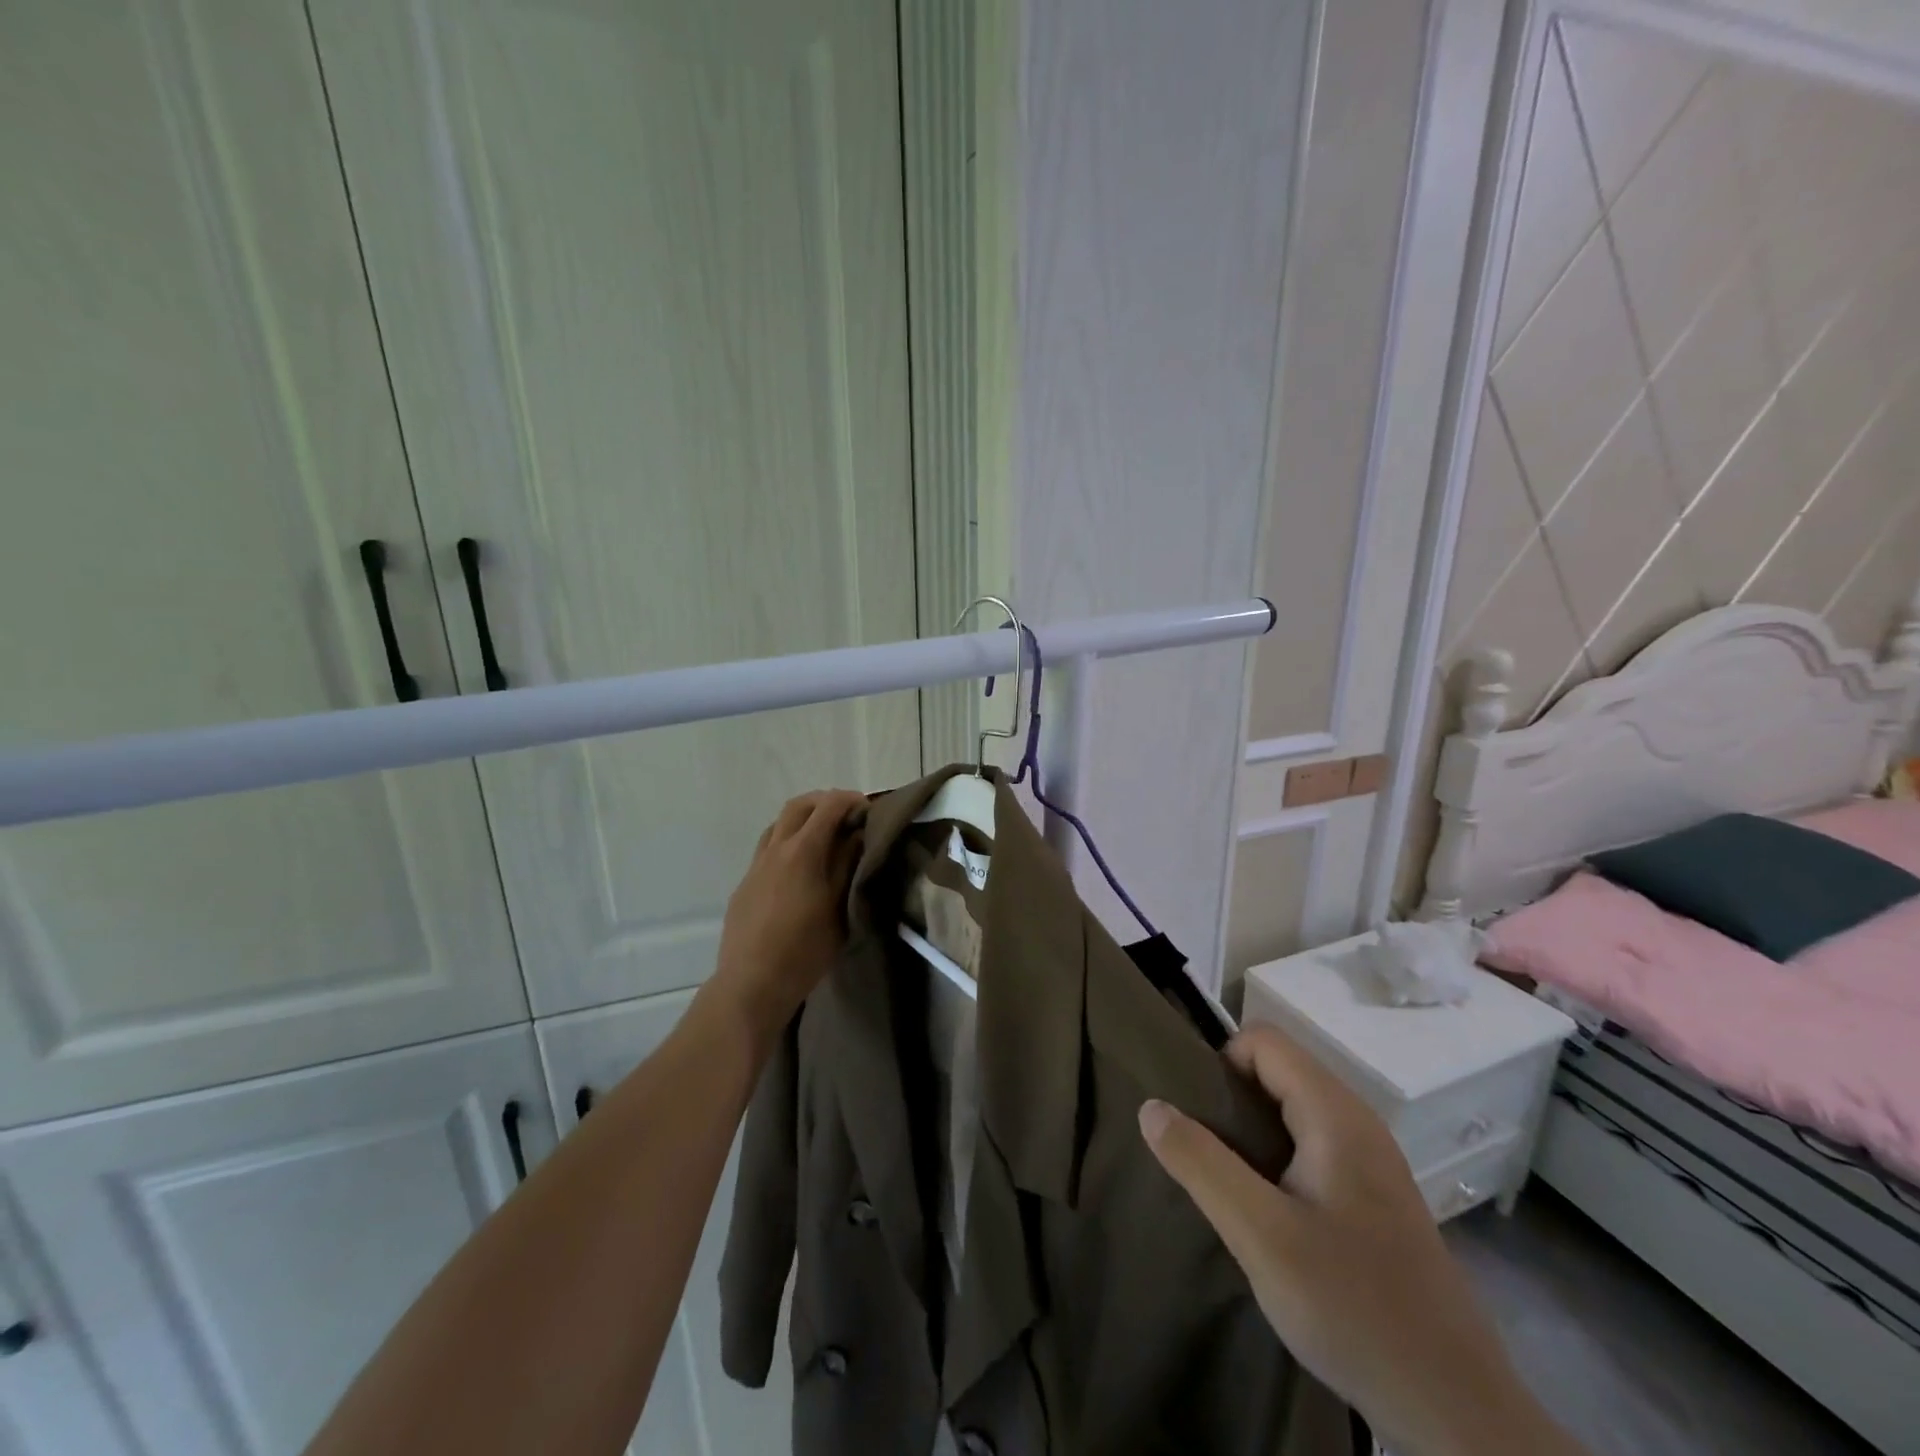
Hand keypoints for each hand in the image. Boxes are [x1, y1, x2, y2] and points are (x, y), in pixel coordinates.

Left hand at [708, 790, 865, 1044]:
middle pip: (798, 806)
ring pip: (777, 825)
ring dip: (802, 820)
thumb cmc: (805, 950)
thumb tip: (856, 835)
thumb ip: (847, 866)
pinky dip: (788, 843)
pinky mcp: (744, 884)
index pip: (828, 806)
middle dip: (824, 802)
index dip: (850, 800)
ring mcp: (755, 866)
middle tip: (847, 817)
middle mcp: (775, 849)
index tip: (867, 811)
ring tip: (823, 839)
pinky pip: (767, 849)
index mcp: (802, 852)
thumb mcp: (839, 908)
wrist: (751, 984)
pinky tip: (800, 869)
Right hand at [1139, 1024, 1583, 1455]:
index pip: (1263, 1041)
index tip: (1196, 1118)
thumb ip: (1200, 1163)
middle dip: (1231, 1099)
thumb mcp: (1260, 1235)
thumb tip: (1150, 1106)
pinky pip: (1311, 1145)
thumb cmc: (1354, 1308)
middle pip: (1278, 1071)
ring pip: (1293, 1110)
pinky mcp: (1374, 1197)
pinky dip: (1277, 1158)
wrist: (1457, 1411)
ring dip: (1251, 1132)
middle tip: (1201, 1153)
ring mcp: (1371, 1161)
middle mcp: (1358, 1122)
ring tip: (1226, 1183)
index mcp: (1335, 1115)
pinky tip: (1267, 1213)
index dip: (1221, 1064)